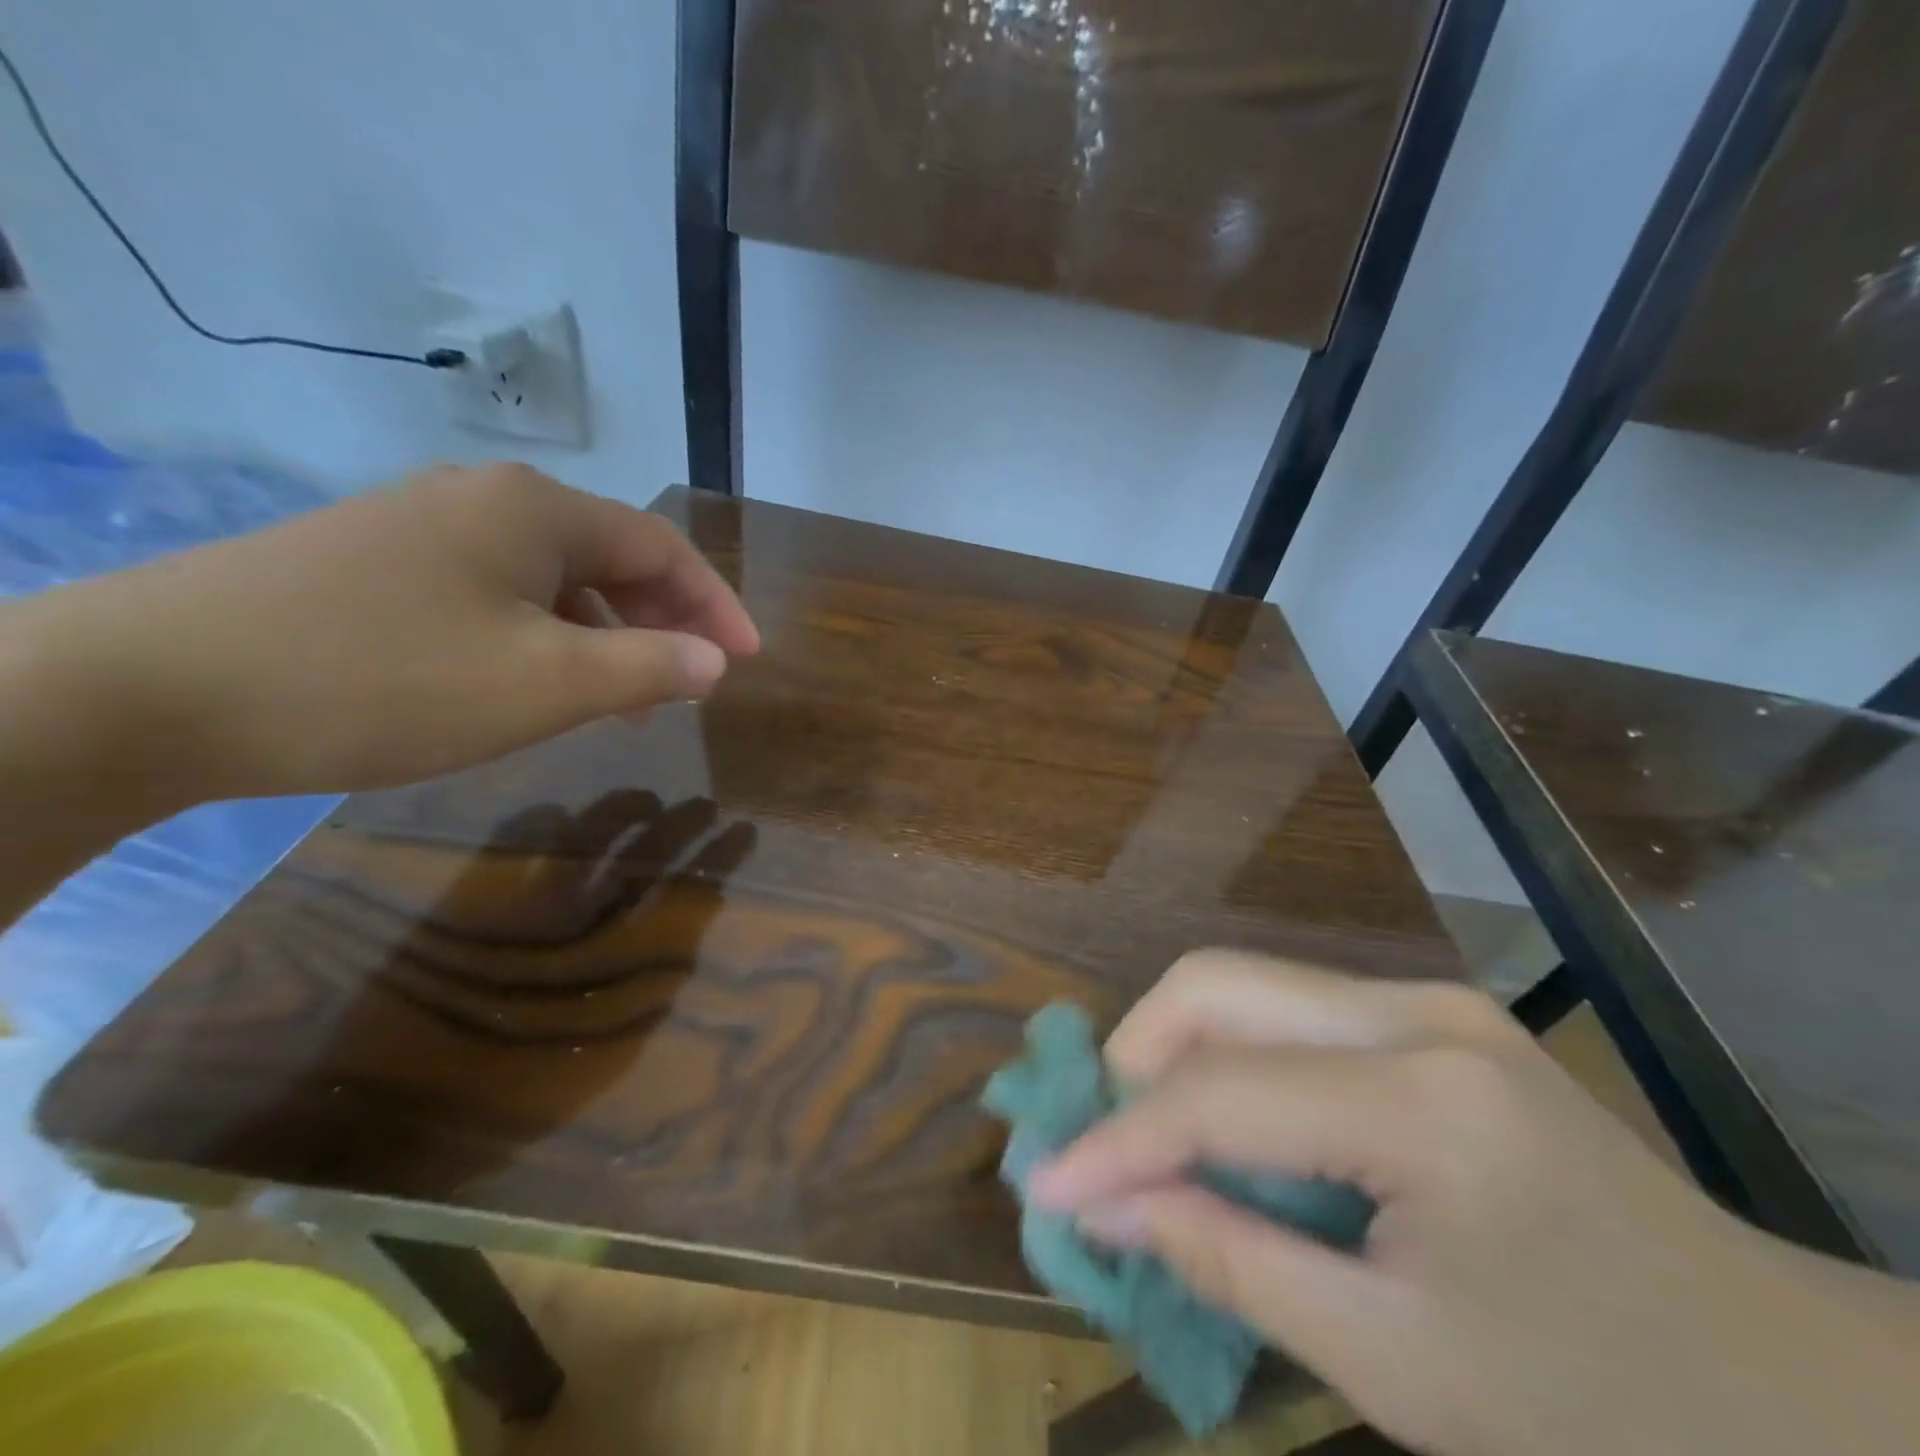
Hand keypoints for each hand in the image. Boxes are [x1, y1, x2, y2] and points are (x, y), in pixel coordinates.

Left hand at [25, 462, 757, 800]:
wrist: (151, 687)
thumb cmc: (387, 679)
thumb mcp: (547, 684)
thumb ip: (649, 667)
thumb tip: (714, 660)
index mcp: (536, 511)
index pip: (662, 547)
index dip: (715, 604)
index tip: (749, 659)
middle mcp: (484, 499)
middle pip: (609, 555)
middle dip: (662, 620)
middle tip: (691, 682)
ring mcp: (421, 526)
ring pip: (552, 579)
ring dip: (604, 633)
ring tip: (623, 699)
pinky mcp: (374, 562)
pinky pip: (497, 593)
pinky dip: (543, 636)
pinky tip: (534, 681)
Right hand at [1029, 952, 1919, 1455]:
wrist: (1797, 1389)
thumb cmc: (1607, 1413)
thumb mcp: (1400, 1368)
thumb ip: (1233, 1263)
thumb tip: (1107, 1206)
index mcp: (1426, 1102)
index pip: (1221, 1092)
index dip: (1119, 1137)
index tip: (1045, 1181)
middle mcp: (1416, 1012)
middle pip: (1217, 986)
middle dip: (1133, 1058)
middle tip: (1099, 1145)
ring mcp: (1426, 1000)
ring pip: (1243, 988)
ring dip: (1175, 1056)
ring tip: (1150, 1142)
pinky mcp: (1426, 1014)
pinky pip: (1285, 1013)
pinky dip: (1229, 1062)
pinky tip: (1228, 1130)